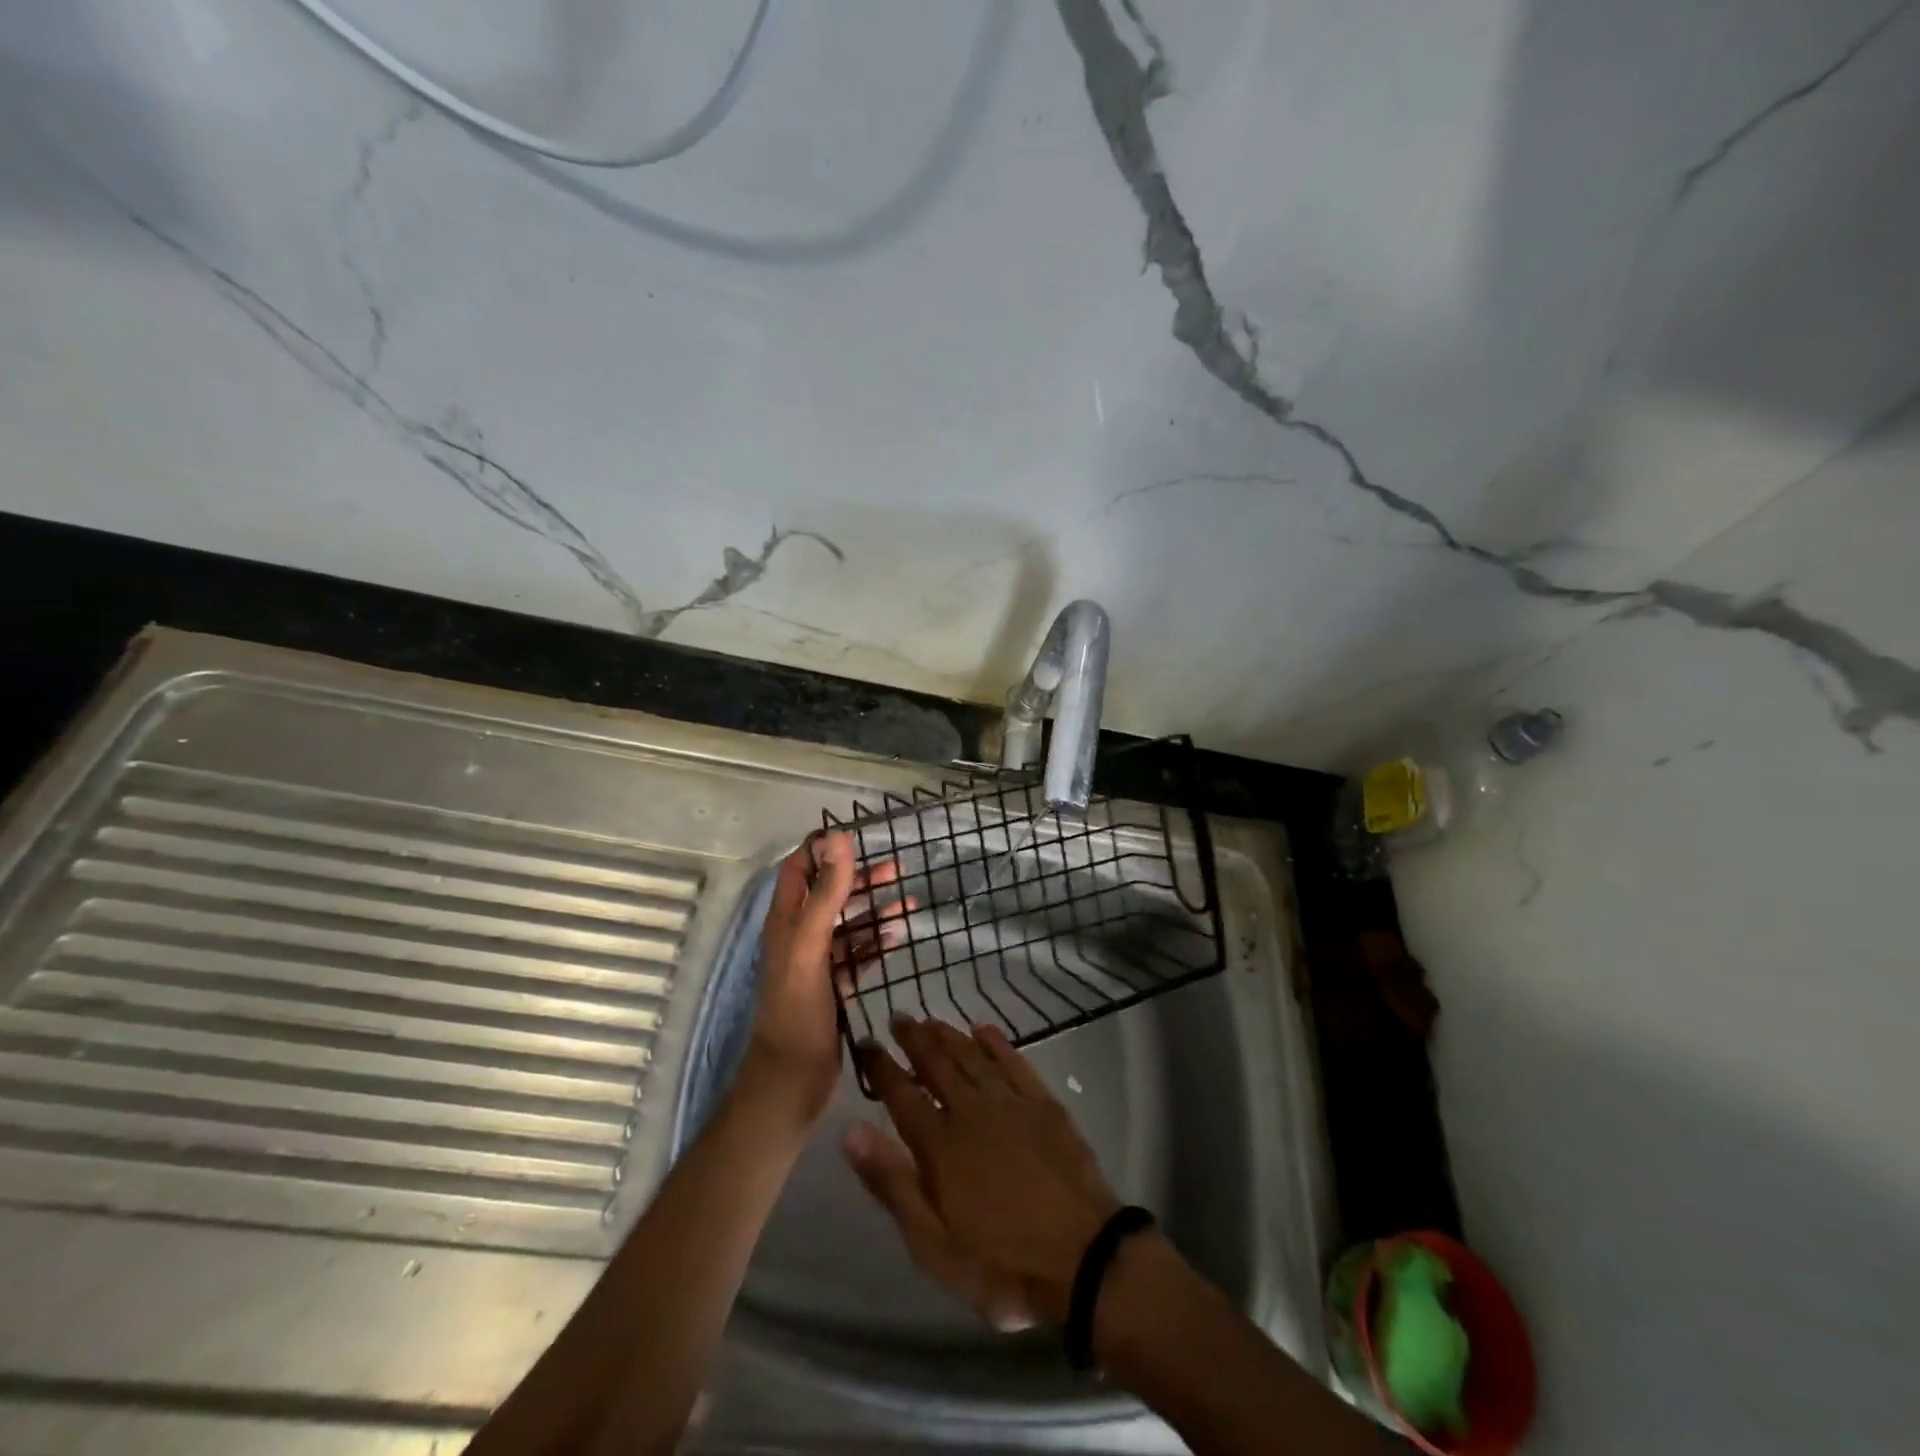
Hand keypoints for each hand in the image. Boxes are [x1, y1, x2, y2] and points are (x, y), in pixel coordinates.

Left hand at [749, 832, 909, 1122]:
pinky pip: (859, 955)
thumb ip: (826, 893)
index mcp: (785, 922)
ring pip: (848, 925)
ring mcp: (817, 964)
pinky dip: (878, 942)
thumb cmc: (797, 1010)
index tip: (856, 835)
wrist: (792, 1082)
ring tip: (909, 900)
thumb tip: (838, 838)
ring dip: (875, 910)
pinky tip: (900, 935)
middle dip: (860, 878)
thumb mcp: (810, 945)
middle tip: (897, 868)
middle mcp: (799, 937)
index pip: (798, 870)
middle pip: (829, 895)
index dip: (821, 849)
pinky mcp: (834, 988)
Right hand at [844, 1017, 1121, 1326]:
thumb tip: (851, 1131)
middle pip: (937, 1064)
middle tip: (899, 1018)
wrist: (1084, 1259)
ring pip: (972, 1056)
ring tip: (931, 1021)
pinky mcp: (1044, 1104)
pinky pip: (1014, 1062)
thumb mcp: (932, 1244)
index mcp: (940, 1144)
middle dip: (914, 1039)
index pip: (901, 1094)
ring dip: (949, 1035)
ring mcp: (1011, 1103)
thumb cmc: (1000, 1263)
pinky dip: (996, 1043)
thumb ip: (891, 1183)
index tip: (865, 1043)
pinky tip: (984, 1030)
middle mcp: (971, 1110)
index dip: (881, 1067)